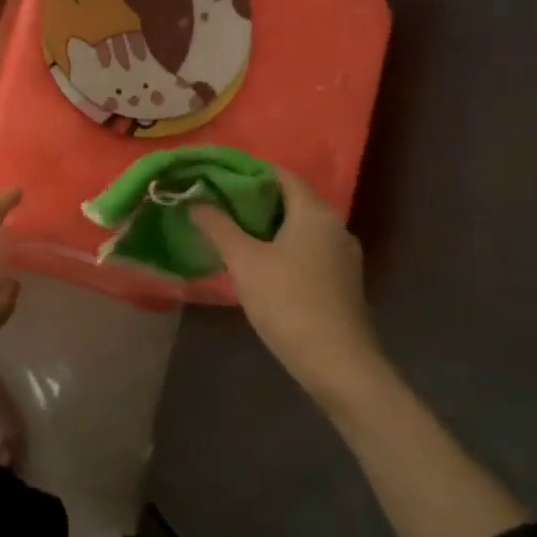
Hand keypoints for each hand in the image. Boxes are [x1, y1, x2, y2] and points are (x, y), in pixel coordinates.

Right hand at [191, 167, 377, 401]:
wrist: (338, 363)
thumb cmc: (288, 302)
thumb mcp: (244, 262)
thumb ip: (218, 227)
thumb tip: (194, 200)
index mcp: (314, 212)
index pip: (281, 174)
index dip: (249, 172)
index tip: (217, 179)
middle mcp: (335, 225)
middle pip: (291, 199)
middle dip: (255, 200)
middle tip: (218, 207)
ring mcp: (343, 254)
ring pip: (300, 227)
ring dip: (268, 226)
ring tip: (233, 235)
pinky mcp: (342, 280)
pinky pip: (309, 249)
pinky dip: (284, 247)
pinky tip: (261, 265)